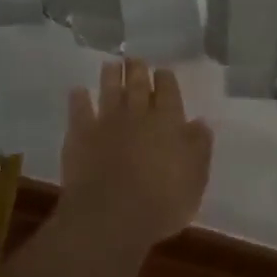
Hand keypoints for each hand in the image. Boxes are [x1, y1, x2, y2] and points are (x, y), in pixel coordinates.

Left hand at [60, 58, 212, 249]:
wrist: (111, 217)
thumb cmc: (162, 203)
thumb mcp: (195, 179)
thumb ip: (198, 147)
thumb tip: (199, 123)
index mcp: (168, 121)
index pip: (168, 91)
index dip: (165, 79)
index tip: (163, 71)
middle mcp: (137, 114)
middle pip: (137, 84)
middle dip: (137, 69)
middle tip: (135, 59)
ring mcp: (107, 122)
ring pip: (109, 90)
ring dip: (110, 76)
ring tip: (111, 65)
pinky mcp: (80, 135)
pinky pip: (79, 110)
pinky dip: (78, 98)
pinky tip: (78, 91)